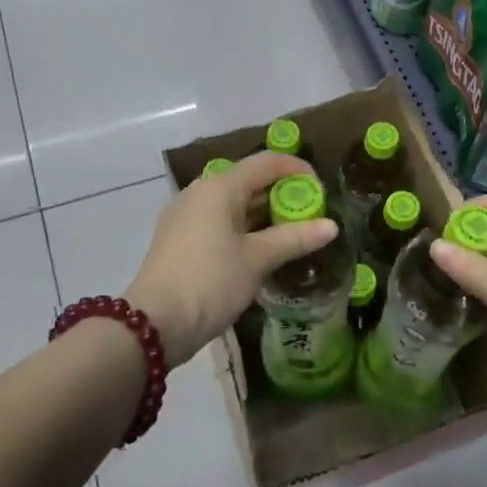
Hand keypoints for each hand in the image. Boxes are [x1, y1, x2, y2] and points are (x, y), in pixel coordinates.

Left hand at [126, 152, 339, 366]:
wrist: (155, 323)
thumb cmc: (211, 281)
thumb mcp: (257, 259)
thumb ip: (294, 238)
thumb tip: (331, 226)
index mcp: (219, 187)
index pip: (266, 163)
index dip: (297, 170)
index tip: (322, 190)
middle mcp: (200, 192)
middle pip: (248, 181)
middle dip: (282, 195)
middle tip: (310, 216)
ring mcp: (185, 216)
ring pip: (233, 204)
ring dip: (264, 214)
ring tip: (292, 234)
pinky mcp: (179, 239)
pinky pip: (218, 222)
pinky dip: (244, 228)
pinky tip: (261, 250)